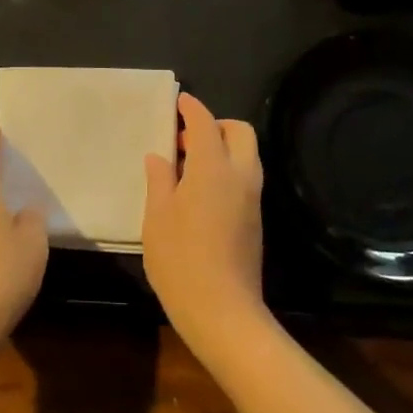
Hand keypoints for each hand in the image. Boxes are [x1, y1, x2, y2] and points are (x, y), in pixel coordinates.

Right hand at [143, 93, 268, 358]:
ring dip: (223, 148)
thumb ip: (160, 179)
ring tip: (188, 166)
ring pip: (246, 155)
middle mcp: (240, 176)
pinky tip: (200, 191)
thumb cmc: (180, 260)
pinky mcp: (255, 219)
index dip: (192, 109)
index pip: (206, 123)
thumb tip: (160, 156)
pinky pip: (245, 177)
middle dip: (216, 125)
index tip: (178, 102)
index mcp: (213, 168)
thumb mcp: (157, 217)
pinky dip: (227, 169)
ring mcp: (253, 198)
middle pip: (239, 132)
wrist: (222, 310)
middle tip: (185, 139)